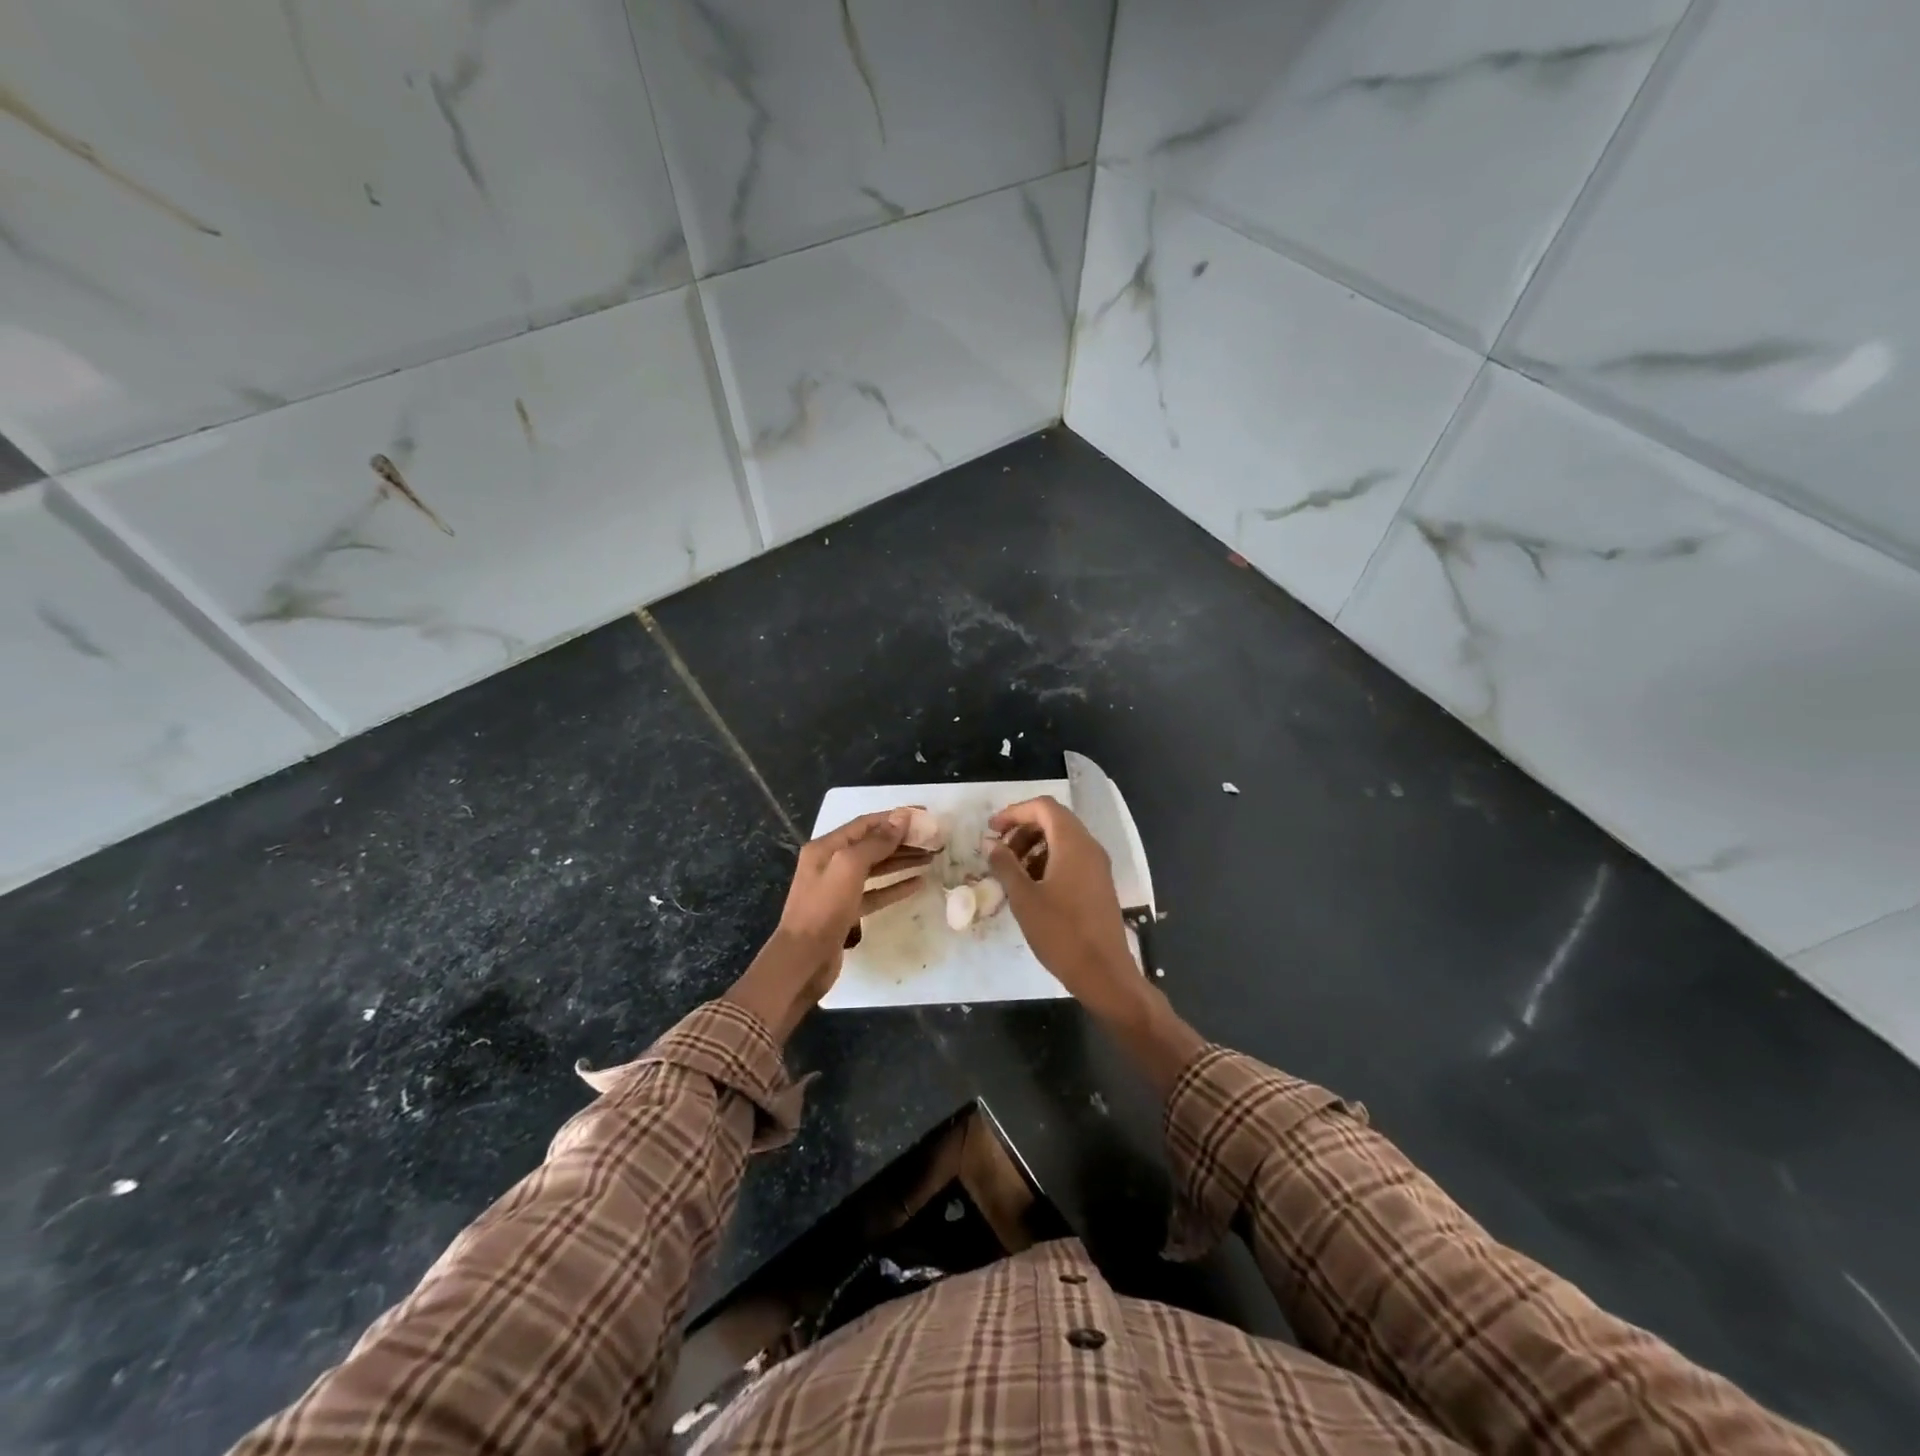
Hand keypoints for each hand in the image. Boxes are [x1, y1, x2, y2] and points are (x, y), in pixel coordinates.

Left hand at [726, 810, 930, 1040]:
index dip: (896, 817)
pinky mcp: (847, 911)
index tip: (925, 816)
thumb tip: (901, 818)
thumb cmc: (824, 908)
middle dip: (903, 840)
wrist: (803, 960)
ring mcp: (838, 888)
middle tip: (933, 840)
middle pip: (872, 845)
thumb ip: (876, 842)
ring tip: (931, 858)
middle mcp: (831, 863)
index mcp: (826, 847)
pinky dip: (895, 886)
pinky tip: (918, 883)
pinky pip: (876, 892)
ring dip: (902, 861)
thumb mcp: (849, 867)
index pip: (866, 823)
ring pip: (876, 868)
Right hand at [988, 796, 1204, 1094]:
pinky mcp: (1099, 884)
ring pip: (1063, 840)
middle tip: (999, 851)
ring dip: (1034, 846)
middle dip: (1023, 829)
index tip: (991, 830)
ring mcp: (1098, 866)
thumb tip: (991, 844)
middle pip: (1054, 820)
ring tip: (1012, 871)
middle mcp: (1089, 847)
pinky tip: (1032, 887)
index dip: (1014, 812)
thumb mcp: (1024, 898)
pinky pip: (1072, 859)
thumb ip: (1005, 865)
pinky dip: (1048, 861)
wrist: (1104, 973)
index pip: (1043, 807)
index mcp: (1073, 843)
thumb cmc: (1061, 933)